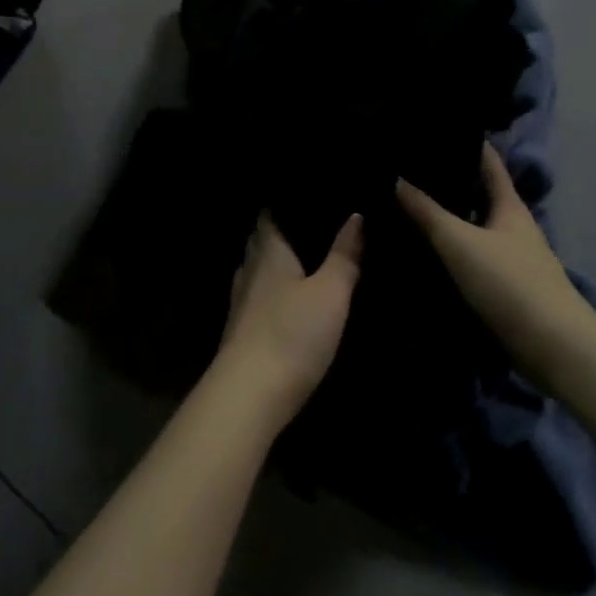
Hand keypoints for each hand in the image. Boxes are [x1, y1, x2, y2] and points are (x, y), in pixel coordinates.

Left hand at [215, 212, 363, 430]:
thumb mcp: (331, 293)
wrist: (249, 395)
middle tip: (309, 228)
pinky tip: (285, 303)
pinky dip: (269, 293)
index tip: (305, 201)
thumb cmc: (293, 334)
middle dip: (279, 234)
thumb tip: (355, 216)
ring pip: (255, 271)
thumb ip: (344, 255)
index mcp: (269, 253)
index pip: (269, 216)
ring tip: (301, 263)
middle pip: (259, 242)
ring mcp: (240, 303)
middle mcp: (249, 271)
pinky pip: (255, 298)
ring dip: (273, 265)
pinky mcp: (239, 332)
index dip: (283, 206)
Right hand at [397, 143, 588, 370]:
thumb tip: (395, 178)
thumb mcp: (460, 242)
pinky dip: (450, 252)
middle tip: (408, 171)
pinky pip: (471, 258)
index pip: (488, 162)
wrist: (552, 346)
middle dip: (450, 183)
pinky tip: (425, 254)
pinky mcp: (504, 288)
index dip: (468, 144)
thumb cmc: (509, 282)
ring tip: (407, 208)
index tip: (439, 129)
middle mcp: (512, 227)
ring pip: (474, 228)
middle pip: (480, 195)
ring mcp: (510, 258)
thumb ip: (426, 212)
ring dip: (448, 219)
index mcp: (509, 206)